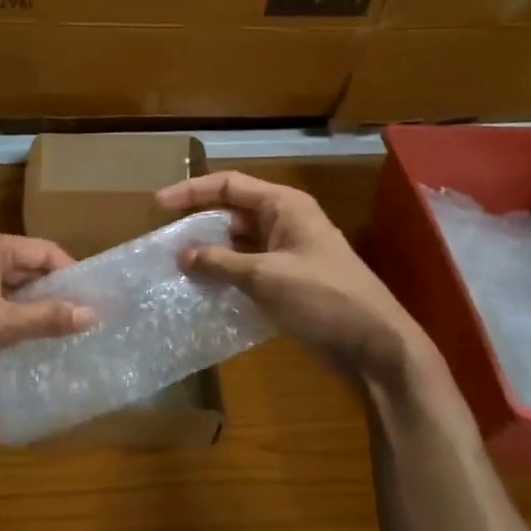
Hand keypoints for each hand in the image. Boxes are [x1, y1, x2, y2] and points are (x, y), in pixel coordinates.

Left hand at [0, 232, 95, 398]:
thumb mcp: (4, 325)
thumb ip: (48, 317)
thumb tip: (93, 313)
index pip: (45, 251)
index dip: (72, 274)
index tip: (94, 302)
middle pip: (29, 267)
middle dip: (54, 293)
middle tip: (83, 320)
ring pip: (11, 287)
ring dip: (33, 308)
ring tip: (61, 333)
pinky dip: (12, 317)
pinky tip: (26, 340)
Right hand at [155, 172, 429, 379]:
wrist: (373, 344)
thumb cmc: (322, 297)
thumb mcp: (265, 275)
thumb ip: (221, 262)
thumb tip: (183, 254)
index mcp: (284, 206)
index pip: (229, 185)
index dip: (191, 191)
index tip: (157, 206)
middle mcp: (285, 223)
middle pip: (232, 213)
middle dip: (198, 226)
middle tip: (163, 243)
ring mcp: (287, 254)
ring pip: (238, 244)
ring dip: (210, 255)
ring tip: (175, 269)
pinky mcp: (288, 282)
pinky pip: (248, 270)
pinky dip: (225, 277)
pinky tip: (202, 292)